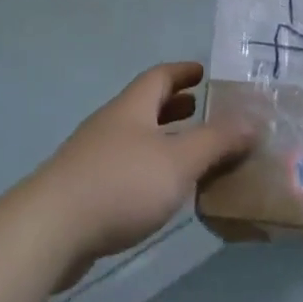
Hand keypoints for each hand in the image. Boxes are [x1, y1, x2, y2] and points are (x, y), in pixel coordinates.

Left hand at [30, 62, 253, 287]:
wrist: (50, 230)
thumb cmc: (121, 184)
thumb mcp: (179, 160)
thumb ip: (217, 141)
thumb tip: (252, 121)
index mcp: (131, 109)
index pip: (159, 77)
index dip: (182, 71)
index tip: (202, 71)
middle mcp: (110, 126)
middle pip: (144, 107)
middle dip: (174, 106)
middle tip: (201, 110)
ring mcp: (92, 158)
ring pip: (135, 139)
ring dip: (162, 140)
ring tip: (190, 153)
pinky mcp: (84, 191)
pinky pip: (125, 168)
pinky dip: (149, 169)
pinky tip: (161, 191)